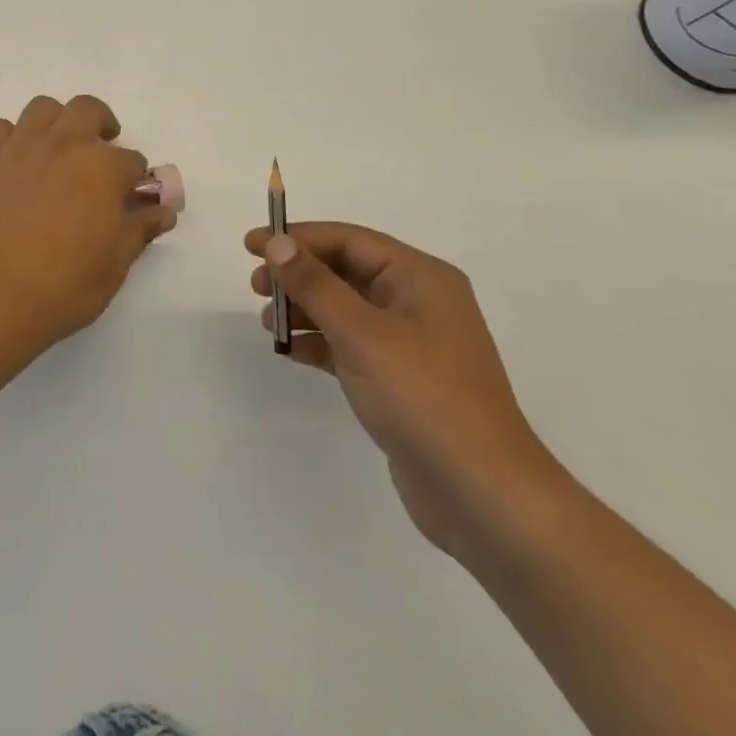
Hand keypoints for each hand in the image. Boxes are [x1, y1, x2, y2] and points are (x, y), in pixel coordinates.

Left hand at [0, 95, 175, 353]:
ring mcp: (18, 147)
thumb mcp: (116, 263)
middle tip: (100, 151)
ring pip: (42, 108)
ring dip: (56, 123)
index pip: (131, 160)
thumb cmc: (65, 284)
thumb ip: (139, 228)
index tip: (131, 196)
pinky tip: (13, 163)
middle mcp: (62, 144)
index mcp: (101, 167)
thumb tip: (162, 211)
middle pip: (87, 110)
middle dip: (101, 124)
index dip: (135, 178)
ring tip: (56, 150)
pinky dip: (10, 138)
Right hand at [247, 222, 560, 559]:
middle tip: (256, 287)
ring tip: (269, 324)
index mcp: (421, 278)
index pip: (349, 240)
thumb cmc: (425, 399)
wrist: (484, 498)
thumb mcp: (362, 334)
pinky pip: (349, 344)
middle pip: (345, 270)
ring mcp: (410, 343)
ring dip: (304, 309)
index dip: (297, 238)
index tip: (251, 245)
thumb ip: (315, 284)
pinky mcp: (400, 380)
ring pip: (344, 308)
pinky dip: (319, 343)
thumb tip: (277, 241)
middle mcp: (418, 302)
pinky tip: (290, 352)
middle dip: (298, 275)